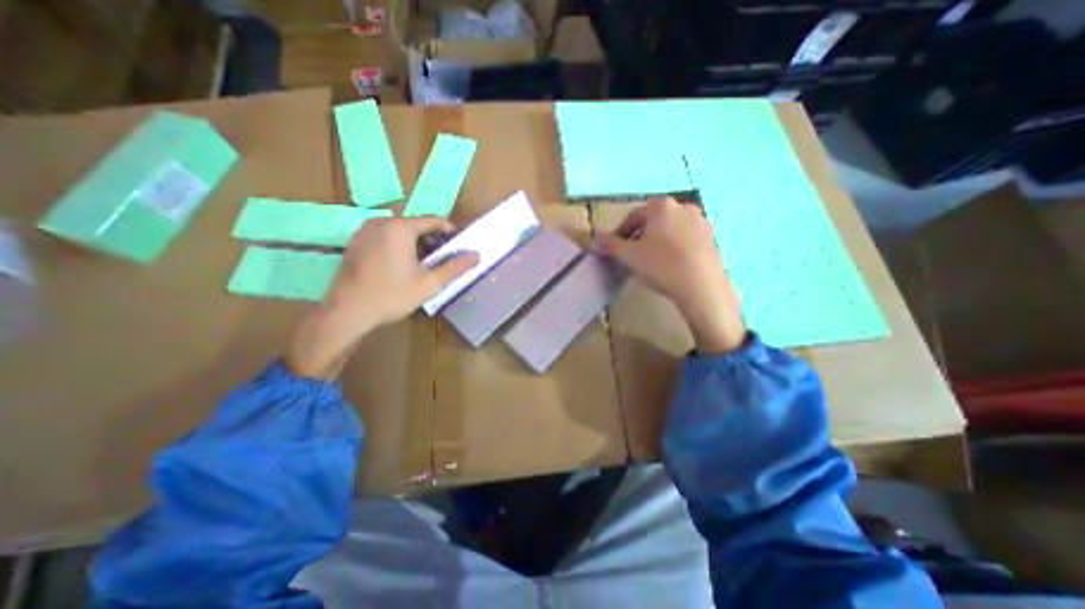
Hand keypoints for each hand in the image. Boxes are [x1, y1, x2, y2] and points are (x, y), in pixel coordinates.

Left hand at [286, 217, 476, 380]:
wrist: (347, 312)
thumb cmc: (392, 295)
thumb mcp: (430, 283)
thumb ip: (455, 267)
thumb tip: (476, 256)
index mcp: (400, 228)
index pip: (434, 221)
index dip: (451, 231)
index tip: (461, 244)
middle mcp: (381, 223)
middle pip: (416, 225)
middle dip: (434, 240)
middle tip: (445, 258)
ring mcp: (364, 232)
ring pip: (400, 232)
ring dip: (417, 244)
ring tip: (427, 264)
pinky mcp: (355, 243)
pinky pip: (385, 238)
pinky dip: (400, 246)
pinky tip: (403, 267)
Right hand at [592, 199, 746, 354]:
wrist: (701, 286)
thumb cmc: (661, 265)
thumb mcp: (629, 255)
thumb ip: (610, 245)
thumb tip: (595, 240)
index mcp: (661, 205)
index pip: (633, 216)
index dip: (620, 233)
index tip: (614, 249)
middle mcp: (683, 206)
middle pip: (653, 221)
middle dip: (639, 236)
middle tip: (631, 255)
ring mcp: (701, 221)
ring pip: (670, 229)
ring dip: (657, 241)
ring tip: (651, 261)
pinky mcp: (712, 238)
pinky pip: (686, 238)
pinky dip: (674, 247)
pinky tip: (671, 264)